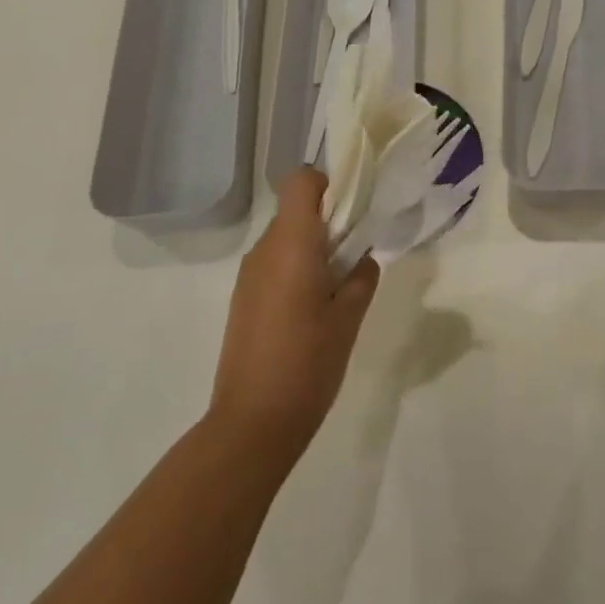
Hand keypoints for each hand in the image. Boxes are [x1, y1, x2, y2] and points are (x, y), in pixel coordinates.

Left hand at [210, 167, 379, 461]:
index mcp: (292, 245)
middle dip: (329, 223)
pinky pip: (274, 265)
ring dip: (313, 250)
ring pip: (285, 240)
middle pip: (296, 211)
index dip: (328, 184)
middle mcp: (264, 251)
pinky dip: (296, 271)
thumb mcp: (350, 318)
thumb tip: (361, 258)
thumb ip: (361, 277)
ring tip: (337, 293)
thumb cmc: (308, 364)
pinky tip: (312, 313)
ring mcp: (248, 276)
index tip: (352, 213)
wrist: (253, 422)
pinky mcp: (242, 299)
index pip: (301, 181)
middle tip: (355, 259)